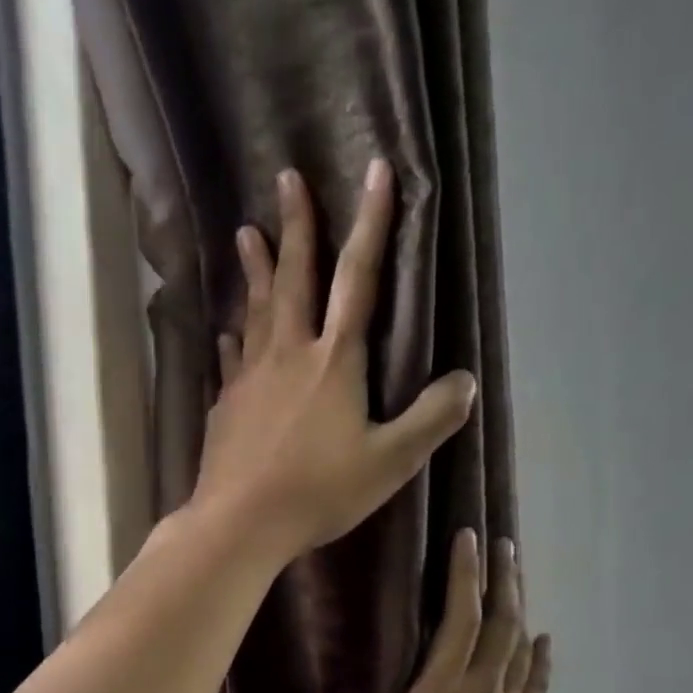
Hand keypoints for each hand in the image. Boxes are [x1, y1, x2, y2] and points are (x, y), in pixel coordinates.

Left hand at [192, 160, 476, 558]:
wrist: (241, 521)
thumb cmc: (319, 491)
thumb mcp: (390, 462)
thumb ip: (430, 420)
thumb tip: (465, 381)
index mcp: (334, 361)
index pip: (357, 279)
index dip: (371, 224)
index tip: (375, 170)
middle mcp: (289, 354)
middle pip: (294, 279)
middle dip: (296, 226)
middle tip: (286, 178)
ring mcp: (251, 377)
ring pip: (256, 310)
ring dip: (255, 269)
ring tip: (246, 233)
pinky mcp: (227, 404)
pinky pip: (233, 357)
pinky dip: (235, 336)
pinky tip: (228, 330)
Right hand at [309, 529, 551, 692]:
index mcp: (441, 689)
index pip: (460, 617)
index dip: (465, 574)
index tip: (469, 536)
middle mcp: (480, 687)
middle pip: (500, 619)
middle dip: (501, 576)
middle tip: (503, 540)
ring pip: (520, 643)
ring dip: (520, 604)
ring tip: (518, 571)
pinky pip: (535, 685)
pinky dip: (540, 659)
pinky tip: (545, 639)